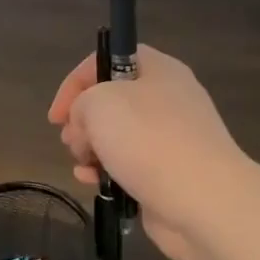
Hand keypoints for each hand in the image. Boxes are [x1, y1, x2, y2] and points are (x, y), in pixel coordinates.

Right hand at [47, 45, 242, 259]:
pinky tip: (92, 182)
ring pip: (116, 136)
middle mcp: (167, 99)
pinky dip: (106, 171)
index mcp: (159, 71)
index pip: (109, 59)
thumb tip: (86, 126)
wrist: (203, 200)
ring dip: (90, 149)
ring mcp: (171, 139)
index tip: (57, 115)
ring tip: (83, 163)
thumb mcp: (99, 103)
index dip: (76, 82)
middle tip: (73, 140)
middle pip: (111, 100)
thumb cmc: (149, 141)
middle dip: (82, 120)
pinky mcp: (168, 173)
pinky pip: (128, 165)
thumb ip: (81, 103)